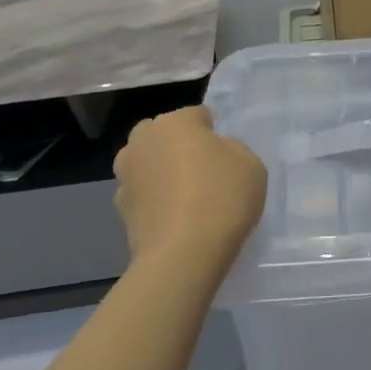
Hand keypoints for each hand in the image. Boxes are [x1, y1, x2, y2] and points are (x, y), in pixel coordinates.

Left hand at [113, 106, 266, 276]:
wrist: (183, 254)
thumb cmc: (222, 198)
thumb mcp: (251, 164)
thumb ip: (232, 148)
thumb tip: (215, 151)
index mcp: (175, 122)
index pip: (197, 115)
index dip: (213, 132)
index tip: (225, 154)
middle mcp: (143, 140)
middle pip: (163, 134)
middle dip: (178, 145)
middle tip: (202, 170)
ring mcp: (126, 174)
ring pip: (147, 162)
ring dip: (161, 171)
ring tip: (185, 196)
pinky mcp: (119, 208)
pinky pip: (142, 193)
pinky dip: (153, 199)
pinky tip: (173, 218)